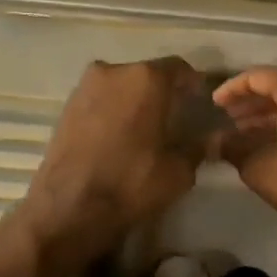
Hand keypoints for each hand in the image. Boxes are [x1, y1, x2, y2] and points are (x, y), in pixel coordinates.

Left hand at [18, 57, 212, 270]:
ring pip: (119, 87)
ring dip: (133, 101)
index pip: (179, 68)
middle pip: (146, 74)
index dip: (192, 85)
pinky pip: (98, 101)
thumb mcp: (178, 171)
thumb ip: (197, 147)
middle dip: (161, 92)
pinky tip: (117, 136)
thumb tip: (211, 138)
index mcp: (146, 78)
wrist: (69, 207)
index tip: (199, 103)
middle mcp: (113, 71)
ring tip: (143, 129)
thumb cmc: (131, 183)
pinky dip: (111, 112)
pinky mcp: (65, 106)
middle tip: (173, 118)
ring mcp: (84, 87)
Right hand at [211, 68, 276, 236]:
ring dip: (268, 116)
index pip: (257, 77)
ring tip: (242, 135)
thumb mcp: (259, 165)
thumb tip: (214, 142)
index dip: (231, 90)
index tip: (213, 105)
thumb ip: (232, 148)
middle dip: (250, 104)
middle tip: (227, 120)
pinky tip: (269, 144)